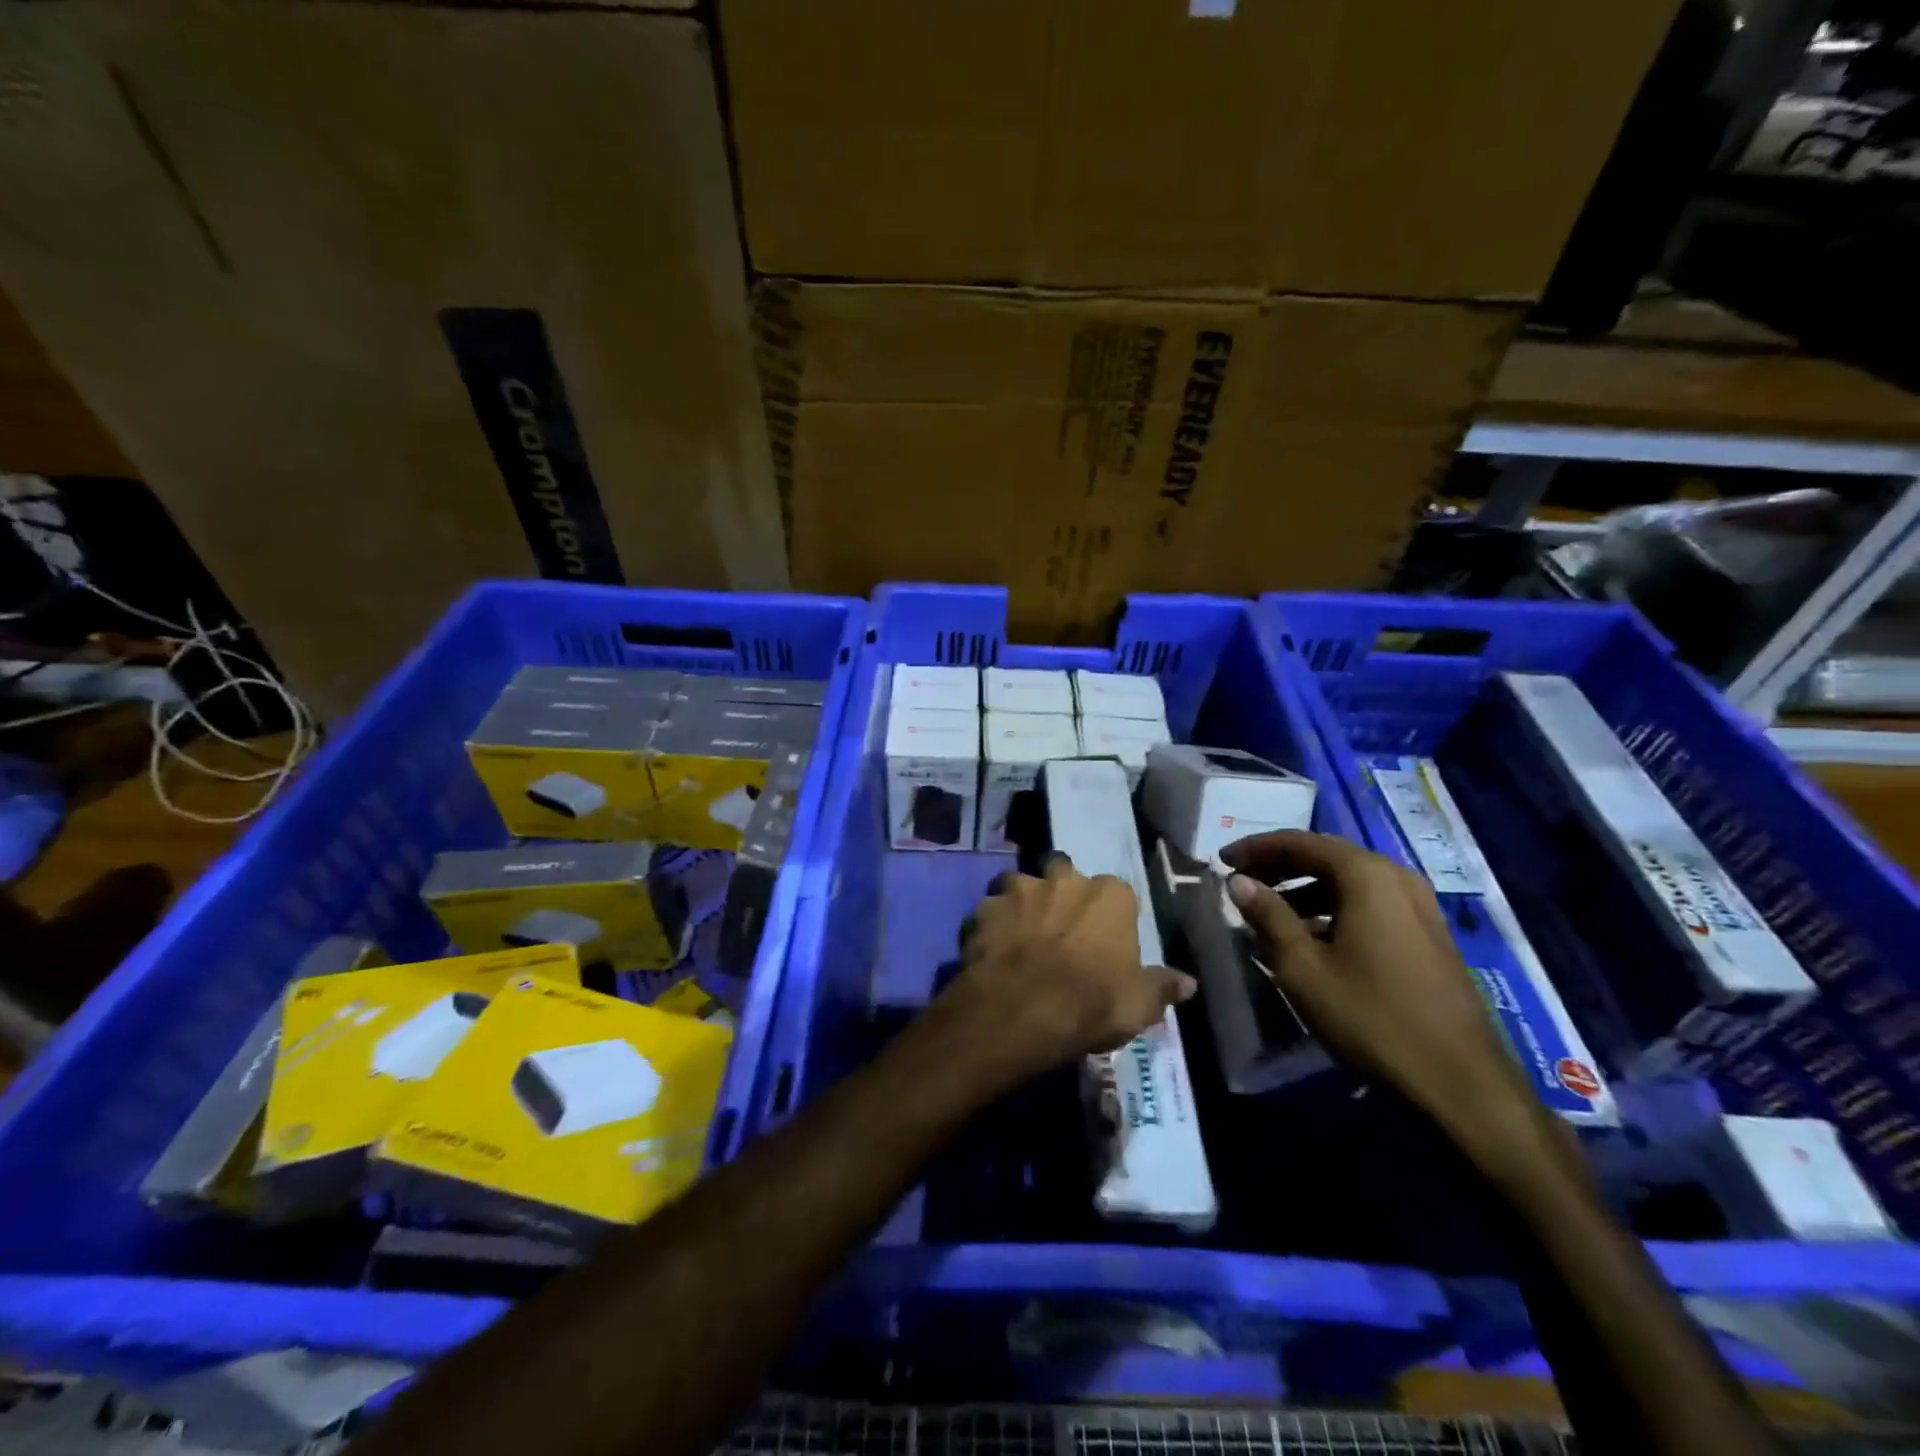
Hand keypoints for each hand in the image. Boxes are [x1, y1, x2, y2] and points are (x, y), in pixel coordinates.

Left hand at [938, 855, 1195, 1083]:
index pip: (1116, 893)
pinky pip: (989, 910)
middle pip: (1064, 875)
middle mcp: (1064, 879)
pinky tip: (992, 948)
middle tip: (1059, 929)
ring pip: (1020, 885)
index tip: (1102, 940)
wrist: (1021, 1009)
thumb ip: (1163, 986)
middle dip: (1061, 894)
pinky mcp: (984, 907)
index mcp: (1109, 895)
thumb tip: (1188, 982)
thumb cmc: (1092, 1002)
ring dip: (1022, 903)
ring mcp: (1019, 889)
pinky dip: (991, 924)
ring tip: (1020, 935)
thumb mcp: (1140, 1004)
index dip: (1108, 916)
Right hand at [1220, 831, 1536, 1138]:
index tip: (1221, 860)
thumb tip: (1239, 882)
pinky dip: (1333, 909)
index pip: (1300, 842)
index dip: (1256, 848)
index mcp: (1367, 876)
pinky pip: (1370, 904)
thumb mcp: (1303, 967)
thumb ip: (1268, 916)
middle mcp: (1397, 878)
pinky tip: (1311, 938)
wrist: (1459, 1082)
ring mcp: (1419, 906)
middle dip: (1280, 866)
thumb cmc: (1371, 1017)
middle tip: (1242, 882)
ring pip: (1349, 882)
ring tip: (1270, 913)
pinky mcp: (1428, 934)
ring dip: (1305, 890)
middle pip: (1327, 856)